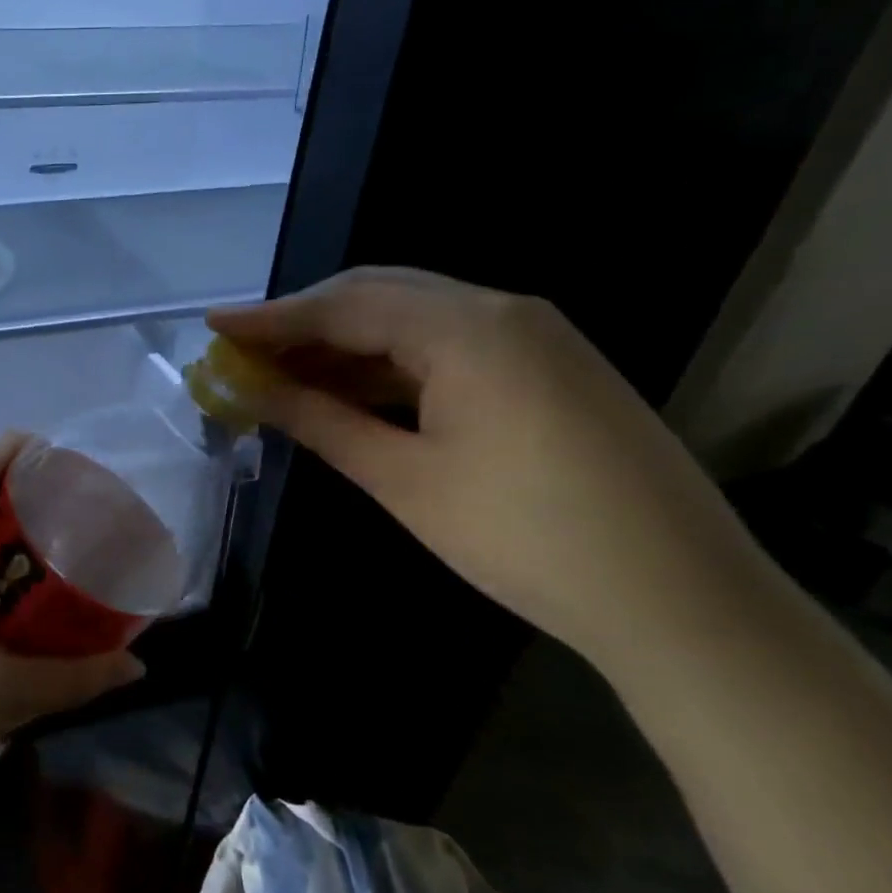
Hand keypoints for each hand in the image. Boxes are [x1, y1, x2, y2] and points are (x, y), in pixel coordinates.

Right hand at [209, 269, 775, 660]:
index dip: (272, 318)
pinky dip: (391, 365)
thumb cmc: (523, 536)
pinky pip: (449, 348)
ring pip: (414, 321)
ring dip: (347, 345)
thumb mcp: (404, 478)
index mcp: (468, 327)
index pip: (346, 305)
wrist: (677, 596)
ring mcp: (534, 337)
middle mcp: (504, 310)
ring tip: (283, 376)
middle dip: (306, 323)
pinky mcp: (548, 370)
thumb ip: (322, 421)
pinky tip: (352, 393)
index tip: (214, 326)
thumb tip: (252, 390)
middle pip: (380, 296)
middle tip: (245, 352)